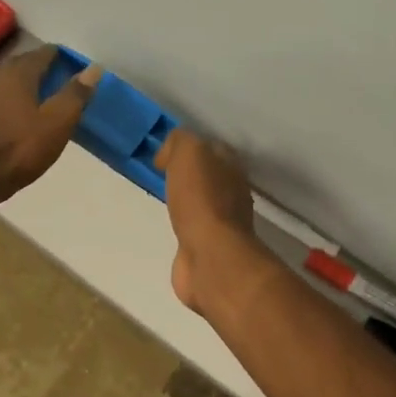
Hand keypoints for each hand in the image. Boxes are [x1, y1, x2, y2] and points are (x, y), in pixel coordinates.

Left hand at [0, 46, 101, 202]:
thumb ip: (75, 94)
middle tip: (53, 77)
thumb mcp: (57, 123)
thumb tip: (93, 68)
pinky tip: (1, 110)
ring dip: (11, 78)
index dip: (56, 56)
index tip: (69, 62)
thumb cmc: (19, 149)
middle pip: (17, 62)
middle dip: (35, 65)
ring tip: (24, 91)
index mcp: (18, 74)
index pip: (40, 54)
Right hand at [154, 128, 265, 315]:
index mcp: (231, 166)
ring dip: (187, 201)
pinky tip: (172, 225)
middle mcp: (233, 192)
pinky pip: (195, 227)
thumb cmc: (200, 199)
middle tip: (162, 177)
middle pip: (209, 176)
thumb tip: (169, 154)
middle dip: (189, 175)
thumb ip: (180, 142)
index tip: (162, 157)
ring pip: (202, 202)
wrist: (209, 254)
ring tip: (165, 200)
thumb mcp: (188, 152)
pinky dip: (184, 225)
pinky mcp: (210, 247)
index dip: (188, 148)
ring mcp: (224, 222)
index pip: (211, 148)